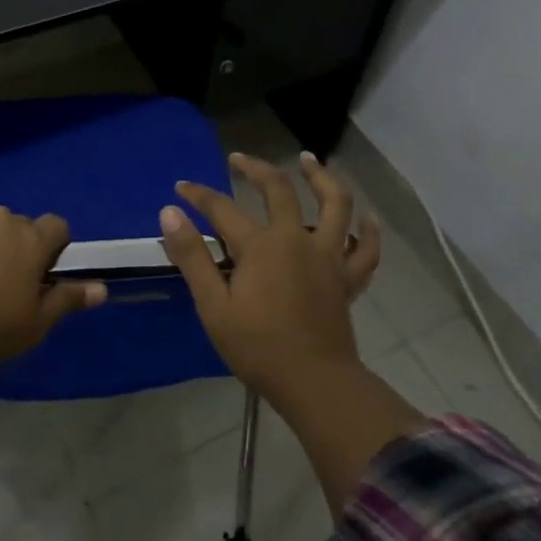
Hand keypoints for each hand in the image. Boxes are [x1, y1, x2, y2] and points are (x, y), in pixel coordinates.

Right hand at [160, 153, 380, 398]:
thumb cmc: (257, 347)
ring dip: (322, 178)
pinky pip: (366, 250)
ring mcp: (328, 257)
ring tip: (309, 161)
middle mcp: (297, 239)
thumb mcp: (213, 305)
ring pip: (335, 205)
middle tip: (239, 158)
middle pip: (279, 190)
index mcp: (261, 246)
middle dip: (256, 169)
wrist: (313, 382)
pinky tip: (368, 219)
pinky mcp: (347, 279)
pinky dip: (370, 232)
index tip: (181, 187)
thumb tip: (170, 212)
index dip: (199, 195)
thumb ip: (192, 256)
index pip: (222, 208)